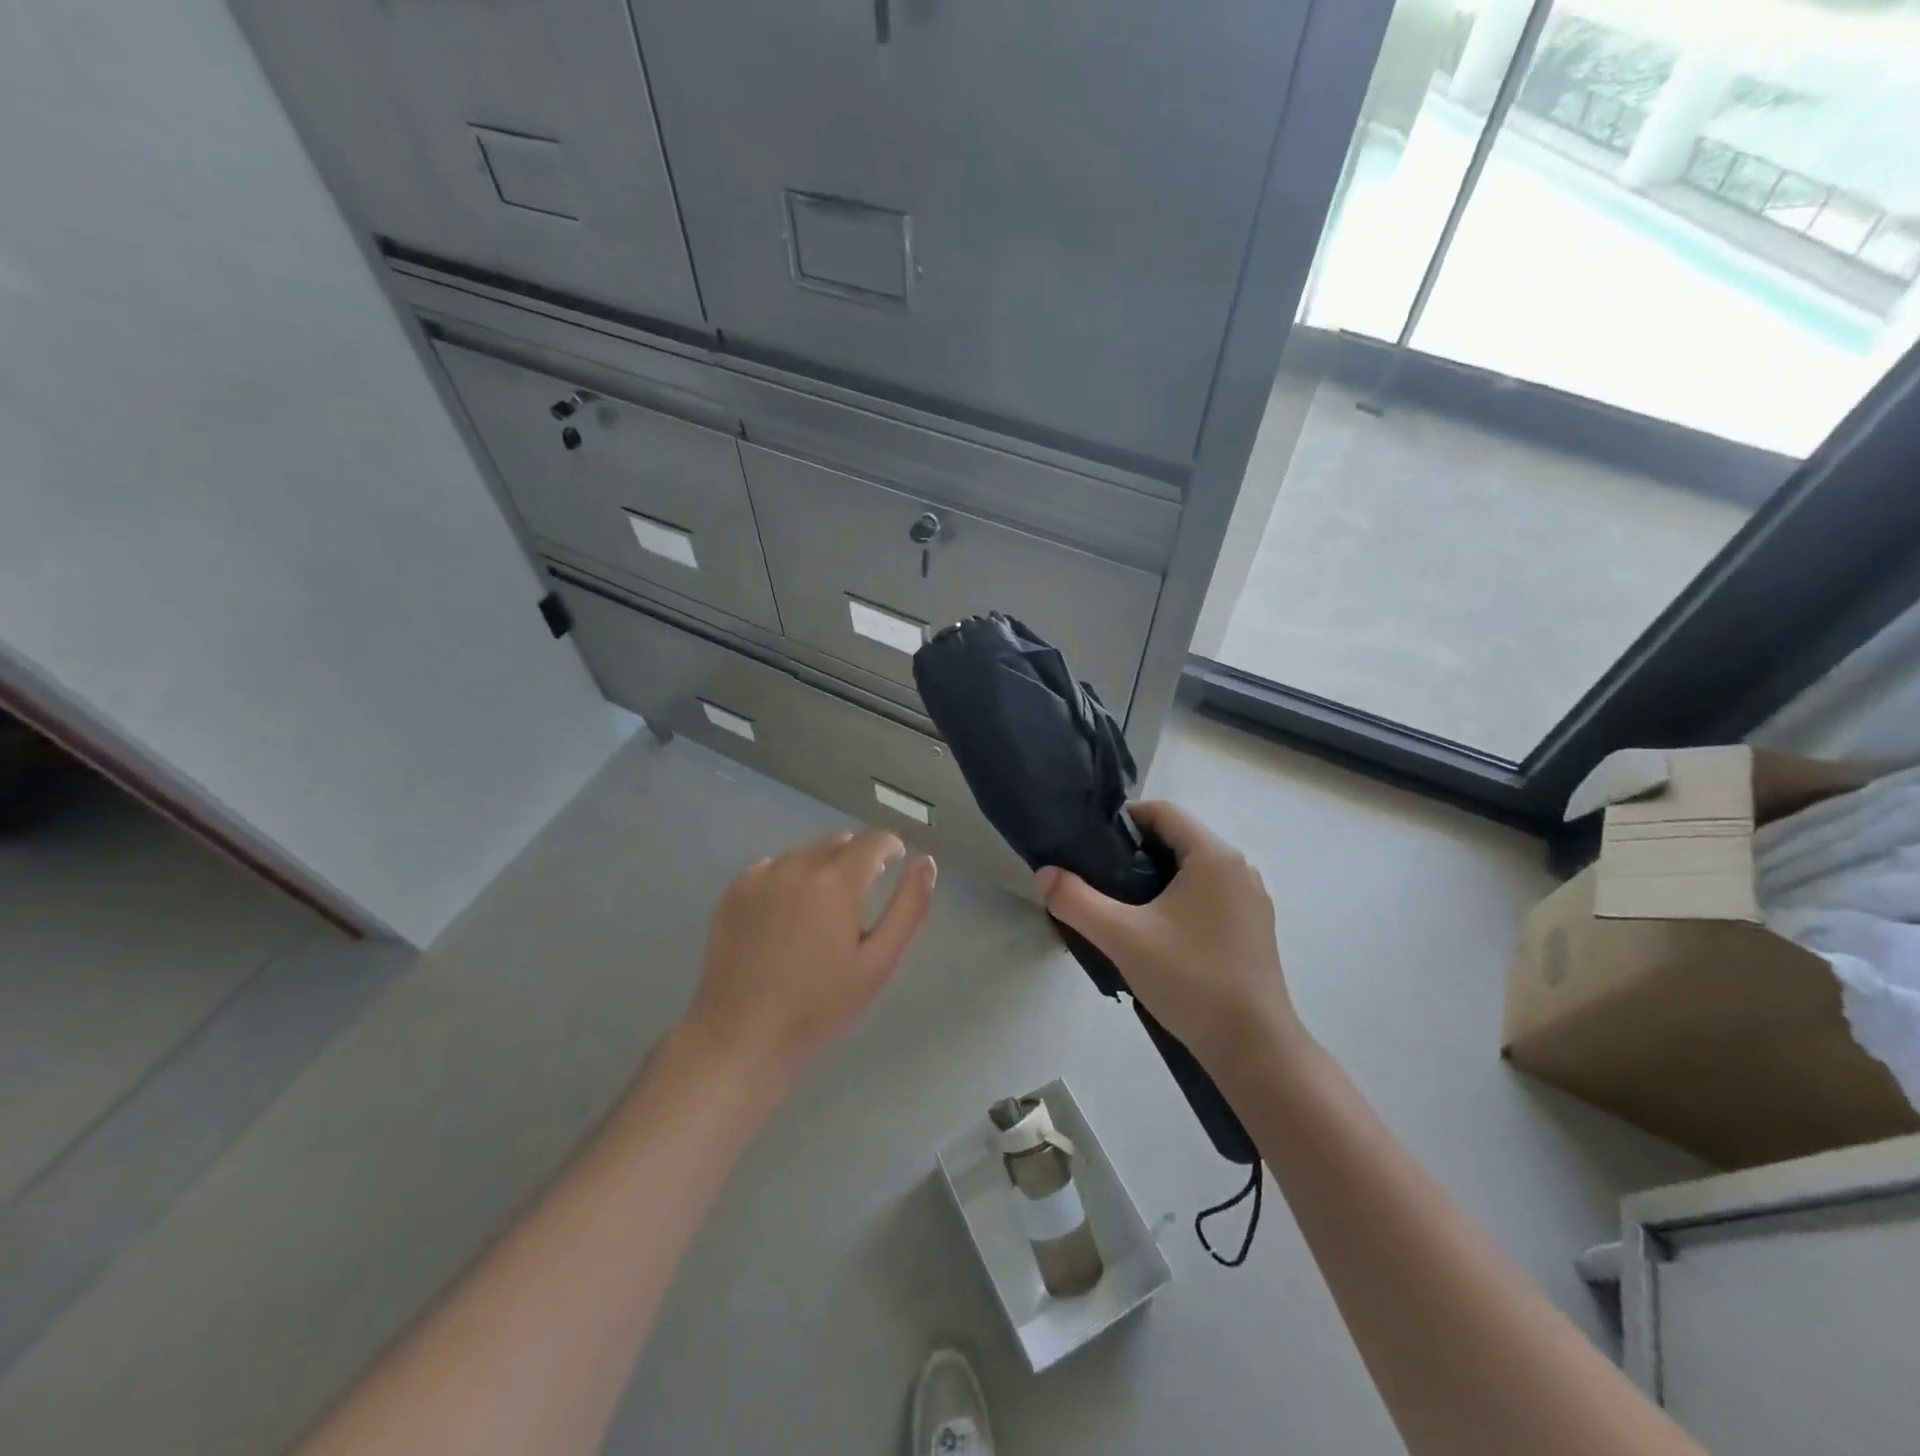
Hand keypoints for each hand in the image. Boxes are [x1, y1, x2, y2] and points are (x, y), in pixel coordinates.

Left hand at [687, 828, 935, 1079]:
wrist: (742, 1034)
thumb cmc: (820, 1005)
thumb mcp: (878, 962)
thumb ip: (909, 907)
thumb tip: (926, 862)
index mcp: (837, 880)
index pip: (872, 840)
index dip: (889, 846)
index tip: (895, 861)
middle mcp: (798, 865)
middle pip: (838, 841)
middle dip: (856, 856)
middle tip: (860, 895)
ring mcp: (762, 875)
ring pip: (804, 853)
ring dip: (822, 866)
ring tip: (822, 908)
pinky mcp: (734, 890)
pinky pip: (773, 867)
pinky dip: (788, 878)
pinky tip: (786, 914)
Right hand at [1036, 801, 1301, 1072]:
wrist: (1254, 1048)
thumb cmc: (1190, 980)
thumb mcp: (1122, 938)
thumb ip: (1076, 901)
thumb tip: (1044, 874)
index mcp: (1214, 856)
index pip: (1163, 811)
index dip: (1124, 819)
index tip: (1090, 844)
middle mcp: (1238, 868)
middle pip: (1178, 839)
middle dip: (1135, 851)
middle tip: (1098, 877)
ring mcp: (1250, 900)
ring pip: (1192, 870)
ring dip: (1156, 878)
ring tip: (1120, 907)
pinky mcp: (1253, 928)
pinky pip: (1208, 895)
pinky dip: (1178, 900)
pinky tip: (1155, 934)